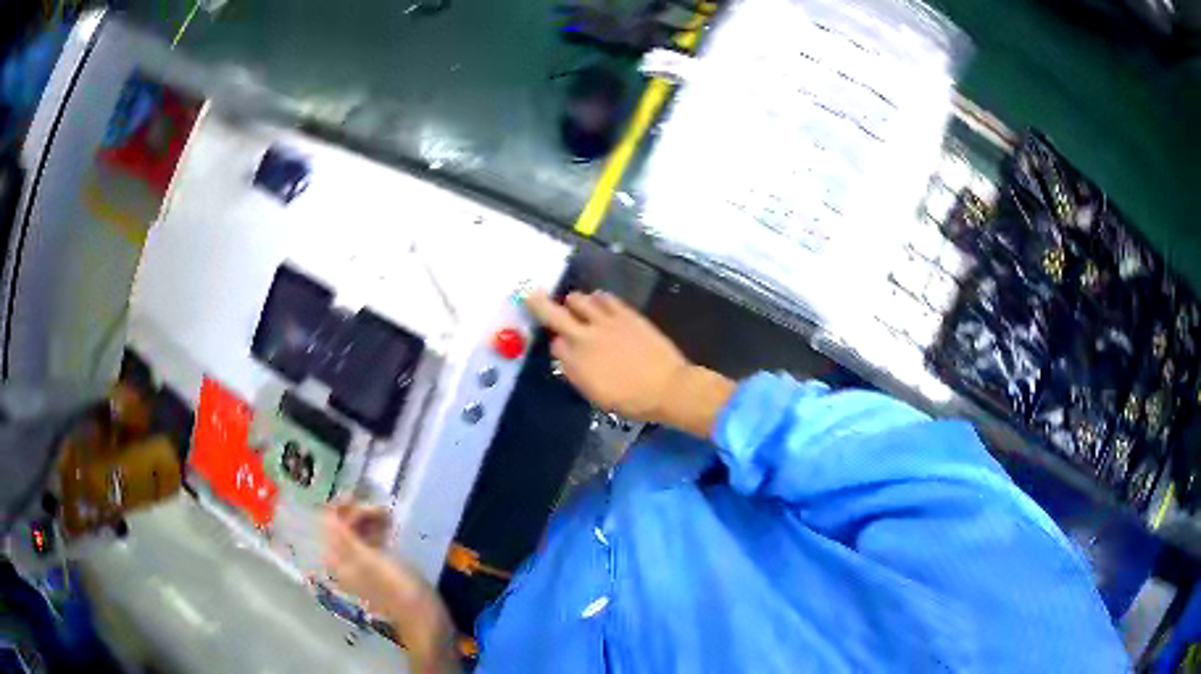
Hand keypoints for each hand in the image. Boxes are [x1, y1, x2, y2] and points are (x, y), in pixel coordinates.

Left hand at [322, 503, 457, 672]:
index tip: (358, 494)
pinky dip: (377, 530)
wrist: (423, 615)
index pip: (329, 524)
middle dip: (357, 513)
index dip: (340, 507)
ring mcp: (361, 564)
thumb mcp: (368, 558)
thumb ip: (344, 535)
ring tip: (388, 515)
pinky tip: (390, 525)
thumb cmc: (395, 586)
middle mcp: (343, 560)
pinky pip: (370, 541)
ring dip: (369, 520)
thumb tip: (323, 512)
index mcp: (337, 559)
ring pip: (357, 532)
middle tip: (381, 508)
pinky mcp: (377, 566)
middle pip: (342, 527)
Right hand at [525, 290, 688, 420]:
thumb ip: (577, 374)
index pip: (555, 344)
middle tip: (531, 295)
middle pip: (553, 314)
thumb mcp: (596, 396)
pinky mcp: (625, 313)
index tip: (562, 345)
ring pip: (578, 299)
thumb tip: (568, 359)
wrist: (667, 387)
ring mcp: (605, 322)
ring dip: (574, 302)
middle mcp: (584, 337)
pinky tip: (599, 301)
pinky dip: (598, 298)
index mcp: (576, 362)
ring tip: (576, 304)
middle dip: (539, 304)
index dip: (558, 344)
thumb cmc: (632, 400)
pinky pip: (604, 297)